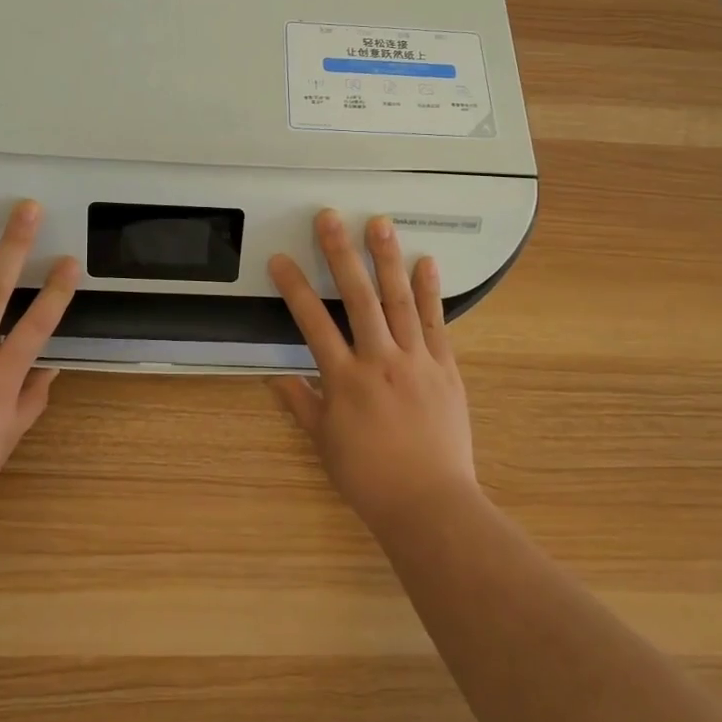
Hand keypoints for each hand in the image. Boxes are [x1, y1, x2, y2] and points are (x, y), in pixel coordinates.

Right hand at [268, 210, 478, 533]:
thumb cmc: (370, 477)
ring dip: (387, 259)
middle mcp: (379, 361)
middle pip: (357, 298)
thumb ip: (301, 404)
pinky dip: (430, 291)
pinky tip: (426, 262)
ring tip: (380, 223)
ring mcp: (416, 361)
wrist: (430, 504)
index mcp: (344, 380)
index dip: (294, 288)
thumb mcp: (325, 443)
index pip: (312, 323)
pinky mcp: (445, 368)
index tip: (280, 259)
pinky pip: (435, 323)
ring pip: (398, 300)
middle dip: (341, 253)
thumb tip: (276, 378)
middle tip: (330, 217)